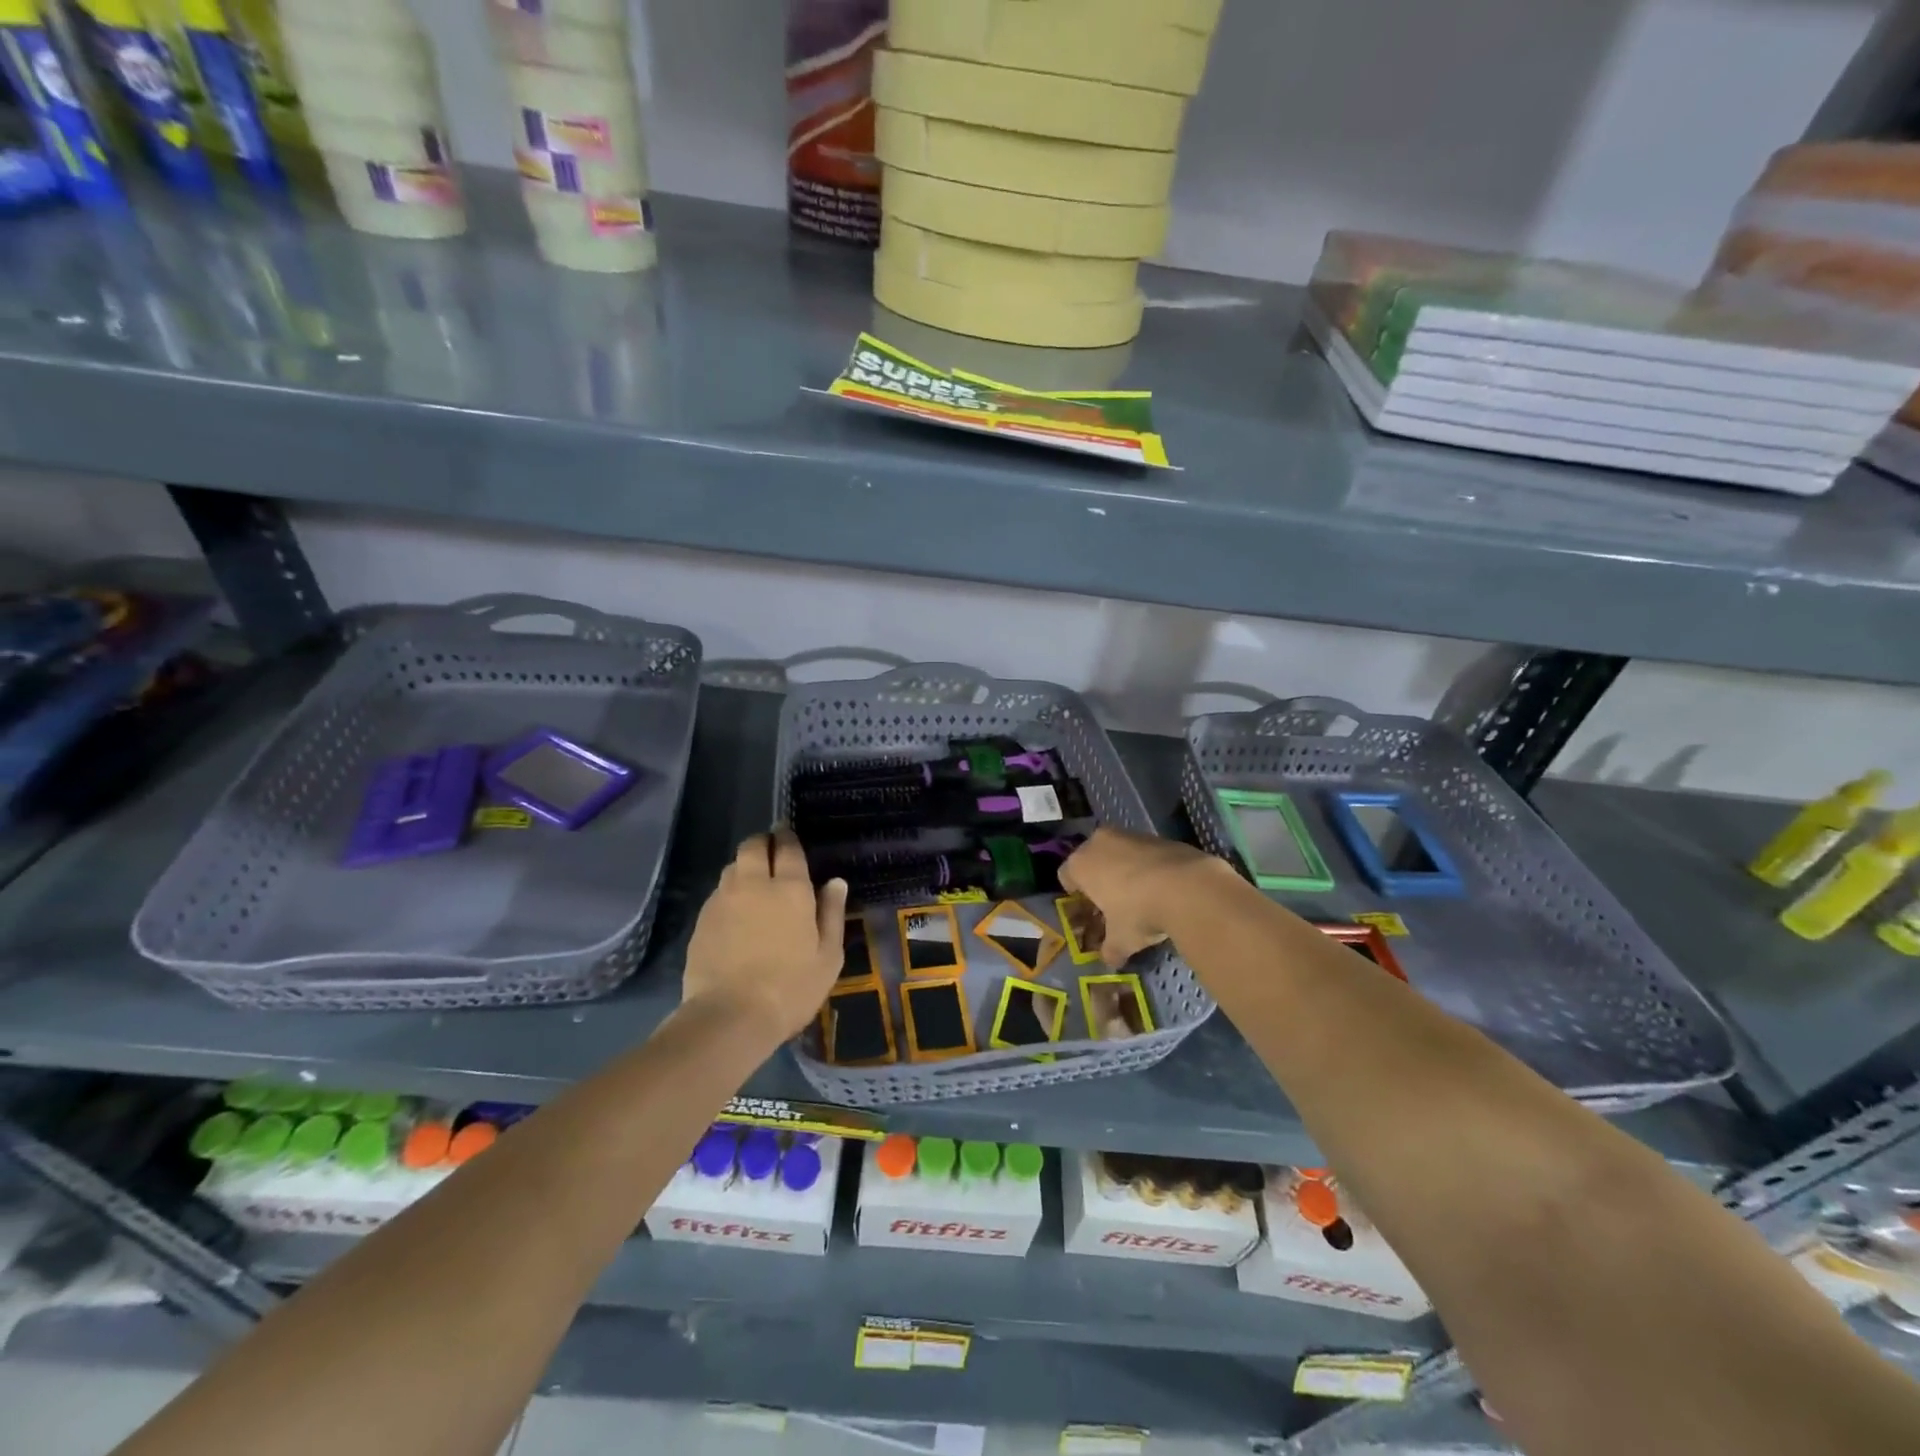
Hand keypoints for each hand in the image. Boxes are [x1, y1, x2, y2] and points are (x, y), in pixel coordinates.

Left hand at [682, 829, 848, 1042]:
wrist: (730, 1017)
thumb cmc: (791, 988)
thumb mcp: (828, 956)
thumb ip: (832, 914)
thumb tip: (835, 882)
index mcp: (790, 889)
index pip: (787, 848)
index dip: (787, 836)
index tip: (788, 833)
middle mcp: (753, 885)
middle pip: (752, 846)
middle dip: (762, 842)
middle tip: (771, 852)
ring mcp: (723, 900)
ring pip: (732, 867)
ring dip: (744, 866)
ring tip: (753, 882)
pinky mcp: (701, 921)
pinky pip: (718, 893)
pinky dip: (729, 893)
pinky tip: (735, 913)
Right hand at [1058, 828, 1225, 966]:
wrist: (1187, 887)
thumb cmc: (1138, 912)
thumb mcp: (1121, 940)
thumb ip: (1111, 950)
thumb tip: (1110, 961)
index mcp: (1081, 864)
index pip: (1065, 875)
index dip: (1074, 894)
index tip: (1087, 909)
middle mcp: (1100, 842)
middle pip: (1091, 858)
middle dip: (1099, 877)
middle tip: (1111, 901)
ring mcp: (1130, 835)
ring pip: (1118, 852)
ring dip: (1124, 869)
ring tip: (1140, 895)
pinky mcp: (1158, 836)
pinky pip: (1144, 852)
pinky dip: (1148, 866)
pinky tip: (1162, 887)